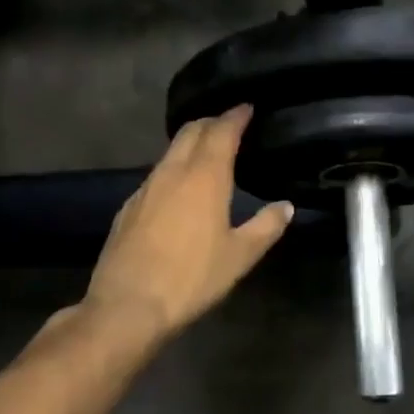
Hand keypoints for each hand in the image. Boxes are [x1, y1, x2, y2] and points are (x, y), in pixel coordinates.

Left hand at [80, 105, 293, 342]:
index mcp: (204, 177)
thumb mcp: (240, 256)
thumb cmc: (192, 278)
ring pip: (170, 152)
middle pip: (191, 132)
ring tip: (207, 153)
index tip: (246, 108)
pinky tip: (178, 189)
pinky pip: (155, 175)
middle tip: (229, 125)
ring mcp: (145, 188)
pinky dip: (172, 169)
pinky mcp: (128, 208)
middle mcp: (172, 172)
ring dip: (190, 144)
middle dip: (211, 123)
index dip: (235, 116)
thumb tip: (285, 206)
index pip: (221, 131)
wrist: (128, 305)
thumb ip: (266, 227)